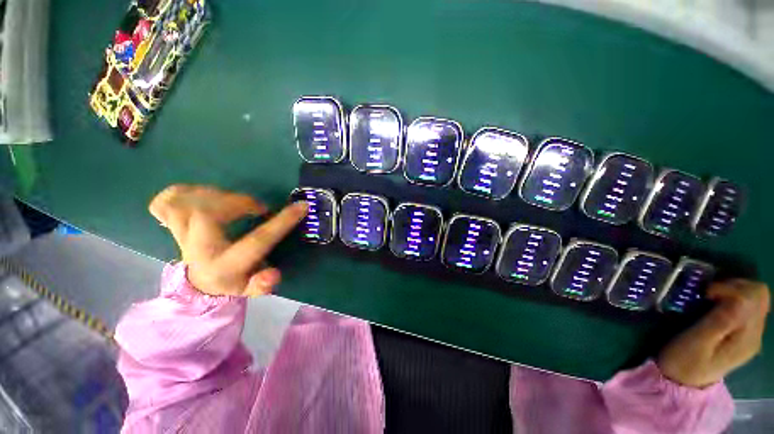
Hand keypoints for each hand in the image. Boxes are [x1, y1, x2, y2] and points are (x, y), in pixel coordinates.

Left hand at [149, 184, 307, 296]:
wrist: (201, 281)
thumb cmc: (233, 280)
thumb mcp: (251, 287)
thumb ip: (262, 284)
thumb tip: (275, 274)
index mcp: (223, 266)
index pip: (256, 242)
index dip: (282, 222)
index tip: (302, 206)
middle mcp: (198, 250)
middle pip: (207, 215)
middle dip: (237, 203)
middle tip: (255, 207)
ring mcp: (179, 236)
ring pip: (184, 204)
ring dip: (214, 195)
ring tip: (233, 201)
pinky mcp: (172, 226)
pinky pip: (165, 202)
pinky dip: (181, 193)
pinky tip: (201, 196)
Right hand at [658, 280, 769, 387]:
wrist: (681, 381)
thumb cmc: (684, 361)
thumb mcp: (698, 342)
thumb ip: (721, 321)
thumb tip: (738, 298)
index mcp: (747, 338)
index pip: (755, 297)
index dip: (733, 287)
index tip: (707, 294)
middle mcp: (755, 334)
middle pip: (760, 295)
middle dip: (735, 286)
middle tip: (709, 294)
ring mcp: (750, 335)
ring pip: (756, 298)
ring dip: (734, 291)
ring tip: (711, 298)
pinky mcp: (742, 334)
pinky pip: (747, 307)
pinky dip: (733, 299)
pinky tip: (716, 306)